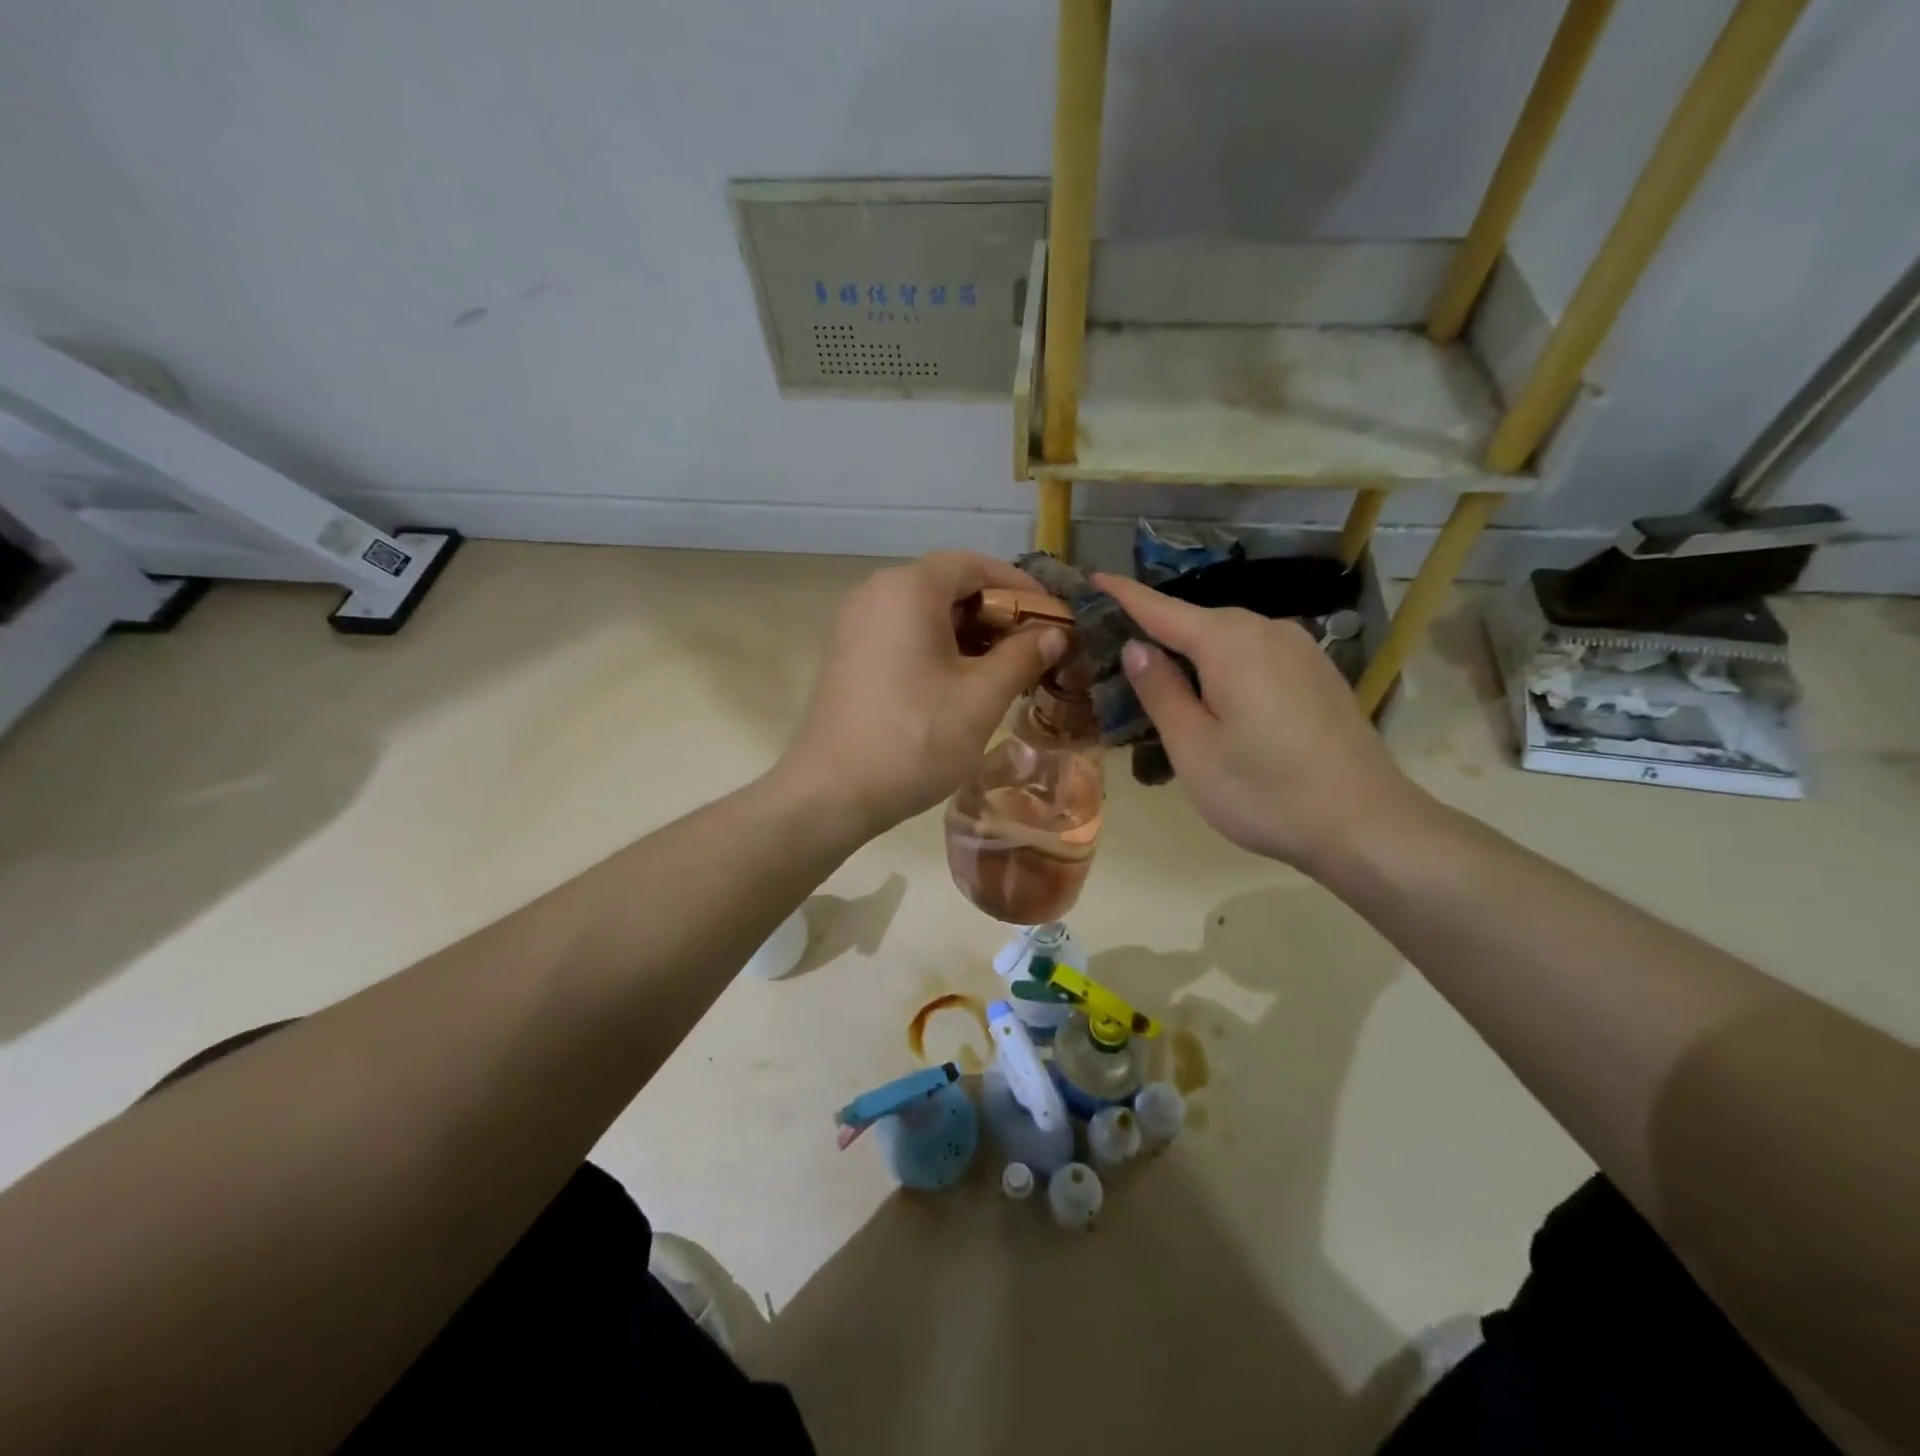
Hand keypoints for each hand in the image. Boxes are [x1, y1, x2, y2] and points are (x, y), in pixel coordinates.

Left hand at [776, 552, 1066, 836]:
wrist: (832, 794)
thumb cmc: (914, 740)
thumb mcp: (981, 698)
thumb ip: (1022, 656)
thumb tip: (1054, 633)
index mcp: (908, 589)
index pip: (975, 565)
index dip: (1021, 587)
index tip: (1054, 616)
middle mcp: (876, 593)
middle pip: (949, 585)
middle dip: (998, 613)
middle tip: (1036, 647)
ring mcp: (857, 625)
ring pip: (927, 613)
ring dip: (971, 634)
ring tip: (1008, 669)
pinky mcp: (850, 655)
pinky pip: (905, 635)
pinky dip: (940, 648)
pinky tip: (966, 683)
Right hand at [1095, 573, 1430, 868]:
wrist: (1366, 825)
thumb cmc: (1264, 792)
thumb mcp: (1193, 748)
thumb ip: (1160, 691)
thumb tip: (1136, 647)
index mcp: (1229, 642)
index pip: (1160, 609)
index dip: (1123, 594)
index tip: (1092, 578)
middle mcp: (1267, 630)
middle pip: (1197, 622)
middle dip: (1156, 631)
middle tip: (1115, 654)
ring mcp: (1300, 649)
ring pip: (1229, 640)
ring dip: (1192, 654)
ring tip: (1161, 682)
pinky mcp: (1318, 672)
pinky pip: (1256, 655)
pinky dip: (1225, 666)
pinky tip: (1218, 698)